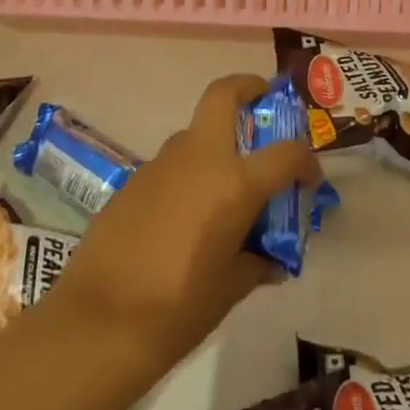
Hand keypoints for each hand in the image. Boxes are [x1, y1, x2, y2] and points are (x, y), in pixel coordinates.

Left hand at [45, 74, 320, 382]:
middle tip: (262, 103)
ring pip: (195, 133)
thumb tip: (270, 259)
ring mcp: (162, 163)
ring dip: (215, 144)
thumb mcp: (231, 289)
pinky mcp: (134, 179)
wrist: (99, 321)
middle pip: (224, 95)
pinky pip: (171, 165)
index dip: (305, 161)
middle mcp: (200, 157)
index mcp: (234, 181)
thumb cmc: (178, 309)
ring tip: (223, 190)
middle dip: (248, 88)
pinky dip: (187, 176)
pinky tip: (184, 219)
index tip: (309, 177)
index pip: (286, 152)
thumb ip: (256, 263)